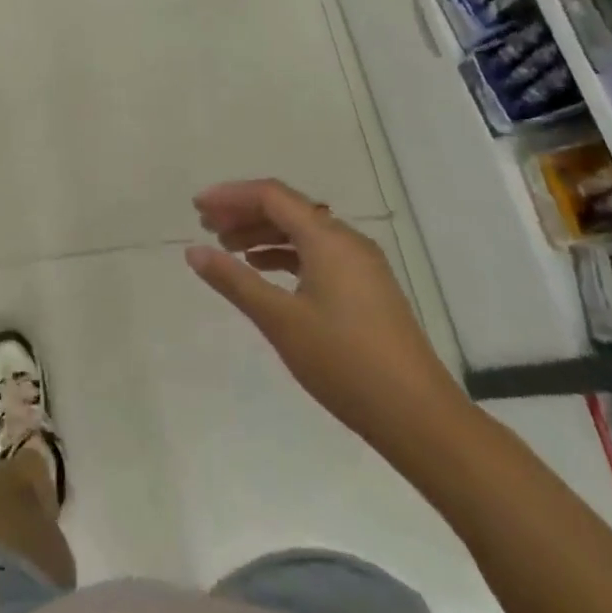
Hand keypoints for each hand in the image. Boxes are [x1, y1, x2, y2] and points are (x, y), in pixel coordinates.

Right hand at [185, 179, 468, 454]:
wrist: (419, 416)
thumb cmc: (344, 362)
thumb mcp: (280, 320)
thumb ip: (234, 280)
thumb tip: (193, 250)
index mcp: (327, 238)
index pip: (271, 195)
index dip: (230, 196)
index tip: (197, 207)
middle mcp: (346, 240)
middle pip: (287, 209)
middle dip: (244, 212)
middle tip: (206, 227)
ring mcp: (361, 264)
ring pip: (303, 232)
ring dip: (263, 234)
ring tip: (228, 248)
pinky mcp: (367, 287)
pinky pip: (317, 253)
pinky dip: (285, 254)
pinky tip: (264, 271)